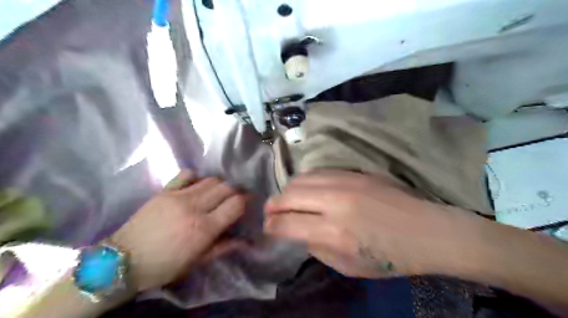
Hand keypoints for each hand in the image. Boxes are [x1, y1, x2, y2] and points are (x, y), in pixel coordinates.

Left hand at [109, 170, 244, 290]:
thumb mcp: (197, 262)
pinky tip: (196, 186)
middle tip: (233, 199)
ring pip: (210, 179)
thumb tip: (245, 241)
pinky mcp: (165, 191)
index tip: (245, 204)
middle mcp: (194, 208)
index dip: (245, 201)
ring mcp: (178, 196)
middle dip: (235, 191)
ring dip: (219, 185)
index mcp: (204, 228)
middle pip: (226, 187)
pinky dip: (197, 177)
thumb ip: (223, 247)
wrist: (122, 260)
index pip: (235, 204)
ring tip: (216, 194)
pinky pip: (187, 174)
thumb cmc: (164, 265)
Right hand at [265, 171, 473, 277]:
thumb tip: (299, 233)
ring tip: (285, 201)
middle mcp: (335, 202)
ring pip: (300, 179)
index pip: (287, 224)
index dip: (271, 226)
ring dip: (287, 191)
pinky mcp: (354, 173)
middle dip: (272, 206)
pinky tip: (306, 190)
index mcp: (334, 232)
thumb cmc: (391, 258)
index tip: (267, 228)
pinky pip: (318, 173)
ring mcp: (345, 182)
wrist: (427, 230)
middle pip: (289, 196)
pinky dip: (305, 182)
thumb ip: (318, 249)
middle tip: (270, 213)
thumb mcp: (349, 267)